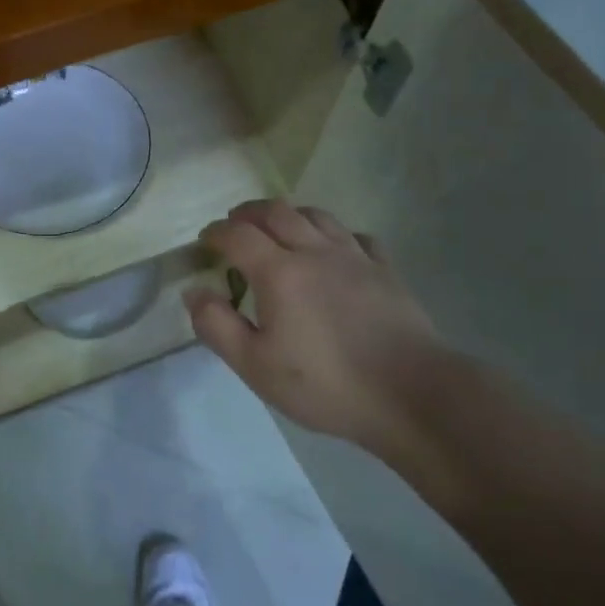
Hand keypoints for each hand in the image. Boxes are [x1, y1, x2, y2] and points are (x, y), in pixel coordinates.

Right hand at [184, 200, 452, 465]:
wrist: (410, 393)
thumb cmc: (324, 383)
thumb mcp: (254, 366)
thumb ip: (216, 325)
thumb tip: (194, 292)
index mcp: (279, 272)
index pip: (238, 235)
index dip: (216, 233)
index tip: (205, 240)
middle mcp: (315, 252)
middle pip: (276, 212)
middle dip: (248, 213)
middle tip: (234, 224)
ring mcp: (355, 257)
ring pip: (317, 216)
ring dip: (289, 215)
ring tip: (278, 228)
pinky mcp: (385, 270)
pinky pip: (355, 236)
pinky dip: (334, 235)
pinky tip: (334, 251)